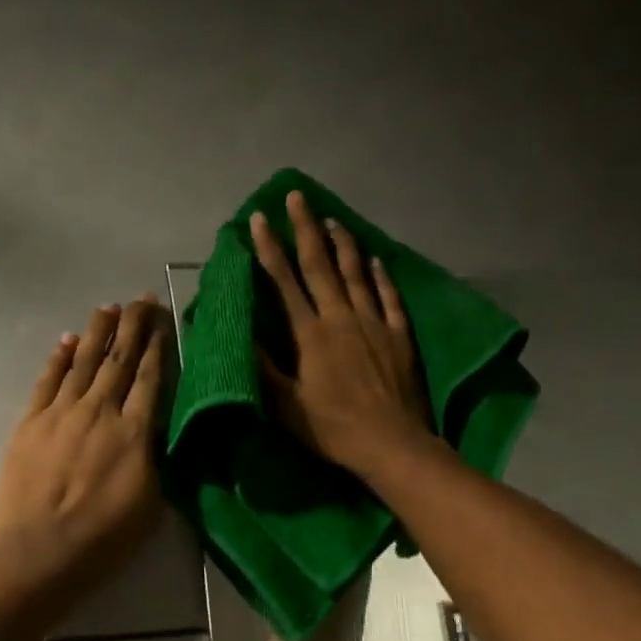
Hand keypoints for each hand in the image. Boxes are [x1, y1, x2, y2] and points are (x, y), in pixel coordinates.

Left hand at [0, 297, 168, 590]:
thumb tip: (156, 429)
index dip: (157, 346)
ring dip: (96, 332)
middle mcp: (99, 411)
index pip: (149, 378)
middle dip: (132, 326)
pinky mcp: (30, 423)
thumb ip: (155, 458)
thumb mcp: (151, 502)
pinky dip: (58, 358)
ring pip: (83, 362)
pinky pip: (47, 380)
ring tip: (108, 307)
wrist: (37, 552)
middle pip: (118, 360)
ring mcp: (61, 414)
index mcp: (134, 432)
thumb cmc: (103, 538)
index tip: (162, 320)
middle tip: (140, 299)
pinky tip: (66, 341)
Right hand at [251, 192, 431, 476]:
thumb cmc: (334, 429)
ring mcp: (374, 323)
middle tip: (296, 197)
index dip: (269, 249)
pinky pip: (389, 297)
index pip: (285, 282)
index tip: (259, 219)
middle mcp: (342, 318)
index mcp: (311, 335)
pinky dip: (380, 275)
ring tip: (332, 219)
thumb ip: (265, 369)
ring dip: (343, 243)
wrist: (392, 444)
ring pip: (356, 273)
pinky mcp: (399, 335)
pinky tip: (375, 259)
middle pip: (320, 265)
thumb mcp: (288, 406)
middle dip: (305, 229)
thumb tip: (241, 334)